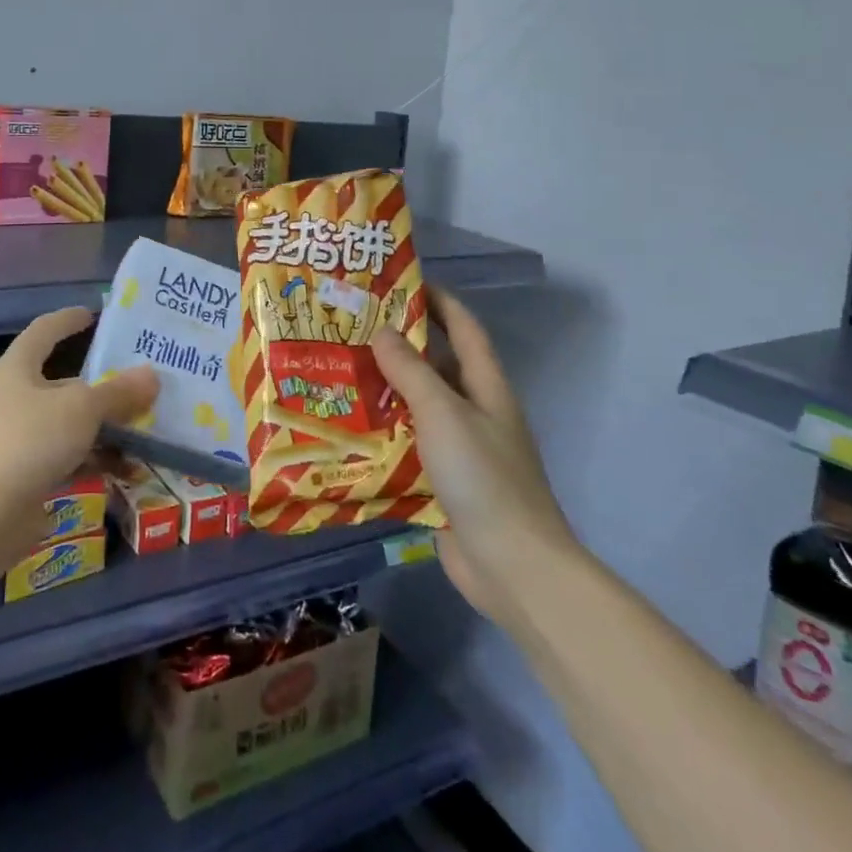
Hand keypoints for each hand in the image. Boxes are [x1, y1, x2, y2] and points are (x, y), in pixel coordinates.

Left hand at [0, 307, 157, 553]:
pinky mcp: (26, 476)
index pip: (43, 331)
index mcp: (18, 370)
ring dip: (106, 428)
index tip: (93, 313)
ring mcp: (19, 439)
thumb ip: (119, 392)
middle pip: (65, 384)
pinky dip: (96, 461)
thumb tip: (153, 375)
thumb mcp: (83, 409)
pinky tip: (129, 471)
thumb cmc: (29, 441)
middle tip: (141, 383)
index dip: (67, 320)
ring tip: (146, 430)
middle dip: (104, 386)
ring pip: (71, 424)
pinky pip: (69, 459)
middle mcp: (15, 399)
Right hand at [371, 289, 575, 629]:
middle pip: (437, 365)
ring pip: (418, 407)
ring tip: (339, 374)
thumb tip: (381, 332)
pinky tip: (347, 431)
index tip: (399, 283)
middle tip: (351, 331)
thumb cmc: (483, 477)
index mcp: (486, 385)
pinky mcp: (443, 483)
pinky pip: (409, 447)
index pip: (463, 326)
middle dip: (399, 346)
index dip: (437, 300)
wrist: (513, 567)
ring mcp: (460, 449)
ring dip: (385, 392)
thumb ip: (411, 371)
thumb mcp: (443, 413)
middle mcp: (475, 410)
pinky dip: (383, 436)